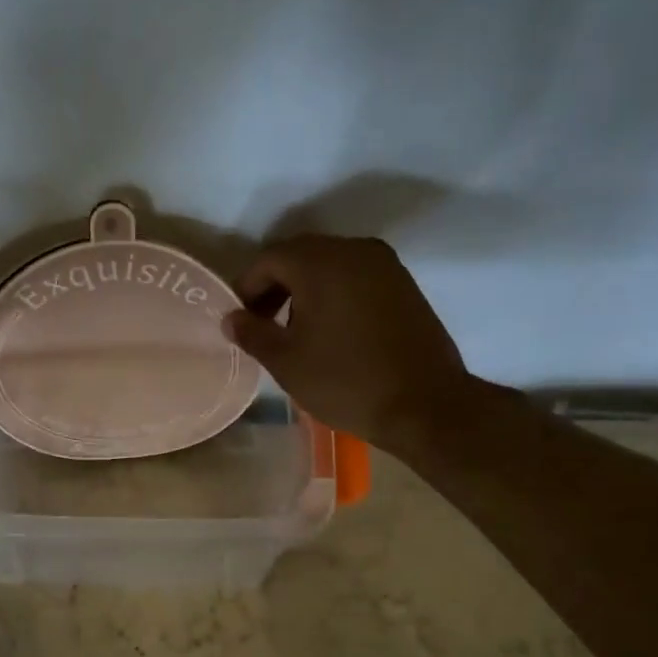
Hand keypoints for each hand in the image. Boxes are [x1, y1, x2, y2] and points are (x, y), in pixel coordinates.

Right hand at [224, 236, 476, 448]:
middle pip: (300, 256)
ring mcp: (385, 266)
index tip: (240, 320)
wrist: (426, 405)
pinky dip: (333, 293)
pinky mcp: (404, 285)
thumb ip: (252, 332)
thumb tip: (231, 318)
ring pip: (329, 264)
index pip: (269, 259)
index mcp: (321, 263)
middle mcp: (355, 251)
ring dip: (304, 289)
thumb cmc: (346, 381)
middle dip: (274, 286)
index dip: (246, 287)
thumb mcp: (286, 361)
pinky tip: (329, 330)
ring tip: (294, 331)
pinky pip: (355, 277)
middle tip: (261, 323)